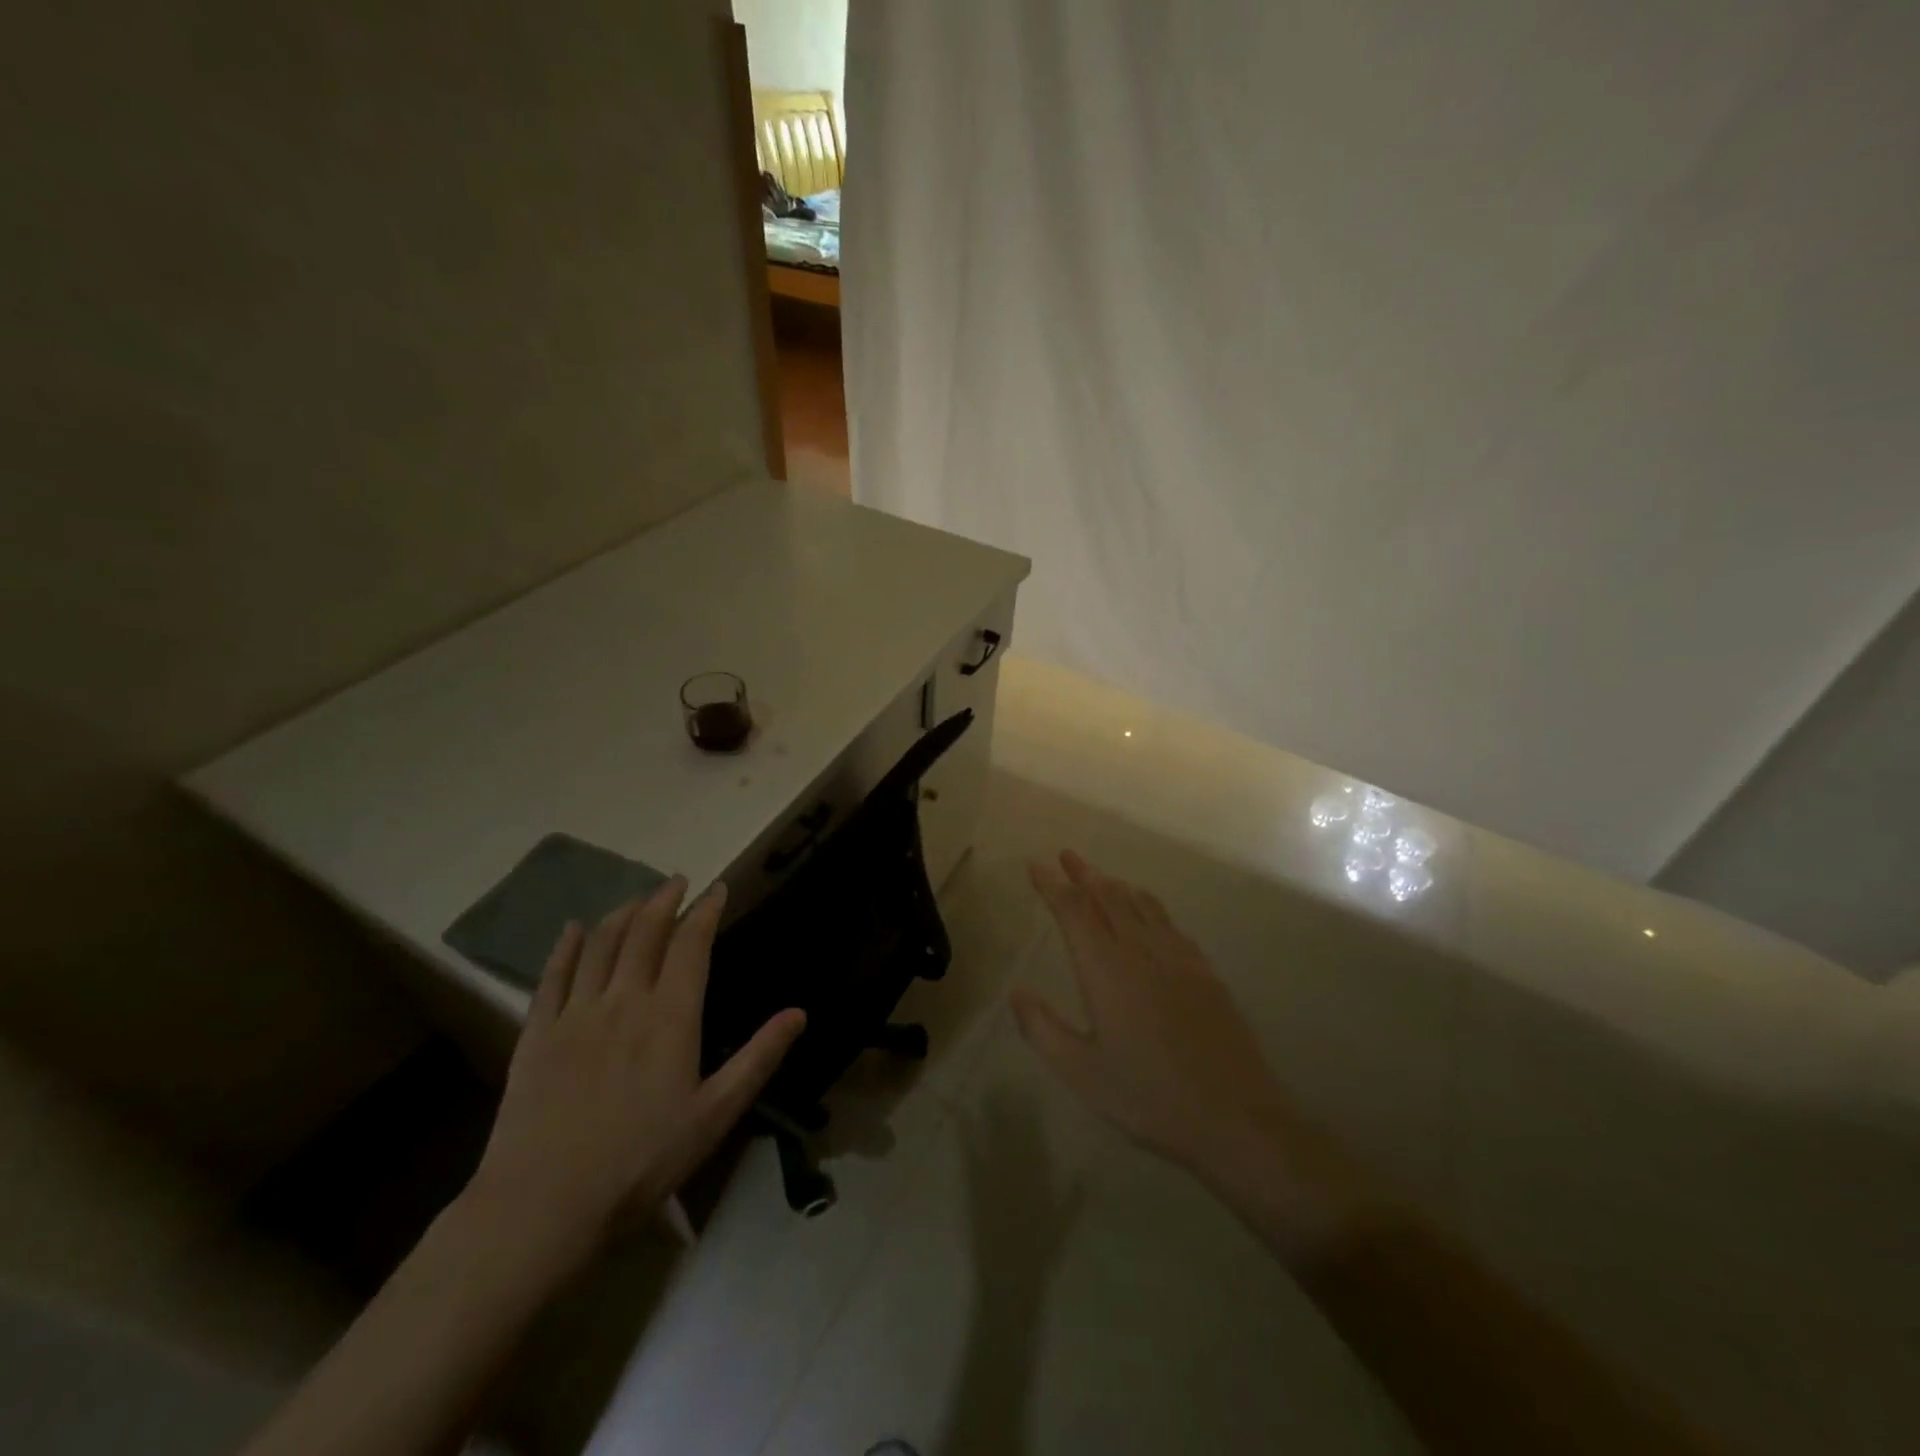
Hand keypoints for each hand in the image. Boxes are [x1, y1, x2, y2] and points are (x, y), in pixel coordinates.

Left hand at [468, 877, 804, 1265]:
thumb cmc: (641, 1162)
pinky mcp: (537, 1033)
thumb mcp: (715, 1115)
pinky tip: (574, 929)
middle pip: (644, 932)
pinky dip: (566, 946)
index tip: (716, 889)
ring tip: (637, 900)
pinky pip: (553, 975)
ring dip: (622, 914)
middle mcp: (624, 1000)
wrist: (543, 1206)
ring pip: (600, 944)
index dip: (705, 911)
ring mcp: (576, 1013)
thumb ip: (758, 1058)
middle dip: (663, 900)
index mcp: (671, 1016)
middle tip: (677, 881)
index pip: (692, 945)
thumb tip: (799, 1013)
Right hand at [1010, 851, 1291, 1179]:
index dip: (1052, 885)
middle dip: (1084, 873)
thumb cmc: (1148, 1096)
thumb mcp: (1081, 1073)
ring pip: (1141, 903)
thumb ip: (1042, 1029)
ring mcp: (1178, 957)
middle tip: (1067, 855)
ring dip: (1115, 883)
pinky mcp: (1204, 971)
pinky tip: (1146, 915)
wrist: (1234, 1117)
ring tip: (1100, 876)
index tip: (1036, 865)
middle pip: (1108, 895)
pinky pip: (1167, 922)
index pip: (1074, 910)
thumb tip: (1016, 992)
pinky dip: (1146, 905)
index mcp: (1106, 969)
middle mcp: (1141, 950)